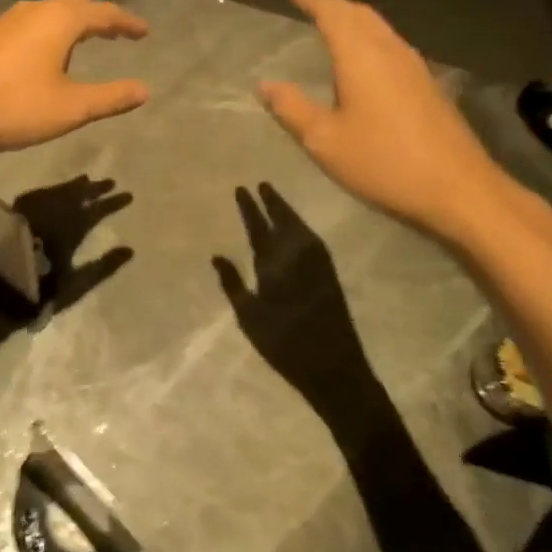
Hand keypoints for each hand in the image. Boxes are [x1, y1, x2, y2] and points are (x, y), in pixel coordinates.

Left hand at [0, 0, 149, 155]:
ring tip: (90, 38)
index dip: (127, 23)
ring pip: (52, 13)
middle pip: (77, 7)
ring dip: (75, 22)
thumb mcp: (71, 108)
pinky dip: (53, 31)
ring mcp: (8, 20)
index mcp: (59, 20)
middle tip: (121, 32)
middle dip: (101, 18)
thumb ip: (111, 97)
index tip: (145, 31)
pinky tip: (49, 50)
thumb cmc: (15, 107)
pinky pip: (33, 23)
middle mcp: (35, 10)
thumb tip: (144, 90)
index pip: (103, 13)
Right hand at [215, 184, 375, 412]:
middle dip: (271, 202)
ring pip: (299, 227)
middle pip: (283, 221)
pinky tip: (296, 227)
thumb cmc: (285, 345)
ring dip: (287, 211)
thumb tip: (217, 256)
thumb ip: (233, 284)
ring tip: (274, 198)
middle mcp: (297, 257)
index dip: (249, 208)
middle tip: (261, 184)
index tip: (241, 189)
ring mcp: (317, 264)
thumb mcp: (250, 317)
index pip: (258, 228)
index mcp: (274, 266)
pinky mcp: (329, 273)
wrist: (334, 366)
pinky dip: (301, 227)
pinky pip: (312, 239)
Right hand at [259, 0, 525, 243]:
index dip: (312, 0)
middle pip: (360, 13)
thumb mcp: (324, 140)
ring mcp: (415, 66)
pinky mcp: (428, 85)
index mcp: (360, 56)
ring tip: (333, 27)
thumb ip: (291, 108)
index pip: (333, 13)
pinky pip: (392, 45)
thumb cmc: (383, 161)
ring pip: (380, 28)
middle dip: (333, 5)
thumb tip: (264, 84)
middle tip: (310, 7)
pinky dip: (371, 38)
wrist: (459, 189)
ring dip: (354, 20)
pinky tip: (366, 60)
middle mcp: (389, 50)